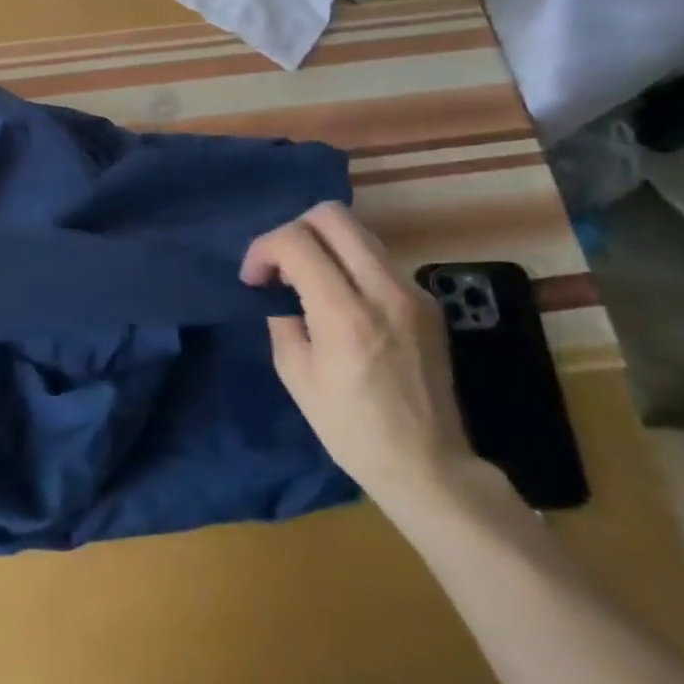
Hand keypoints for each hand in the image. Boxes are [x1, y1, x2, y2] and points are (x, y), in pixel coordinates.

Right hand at [241, 202, 485, 517]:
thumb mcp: (295, 375)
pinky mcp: (427, 303)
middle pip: (332, 216)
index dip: (263, 249)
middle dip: (294, 230)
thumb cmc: (351, 429)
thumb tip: (280, 291)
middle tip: (280, 266)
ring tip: (307, 281)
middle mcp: (384, 292)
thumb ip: (283, 319)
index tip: (253, 279)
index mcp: (345, 315)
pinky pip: (377, 260)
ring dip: (322, 245)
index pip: (296, 241)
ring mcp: (413, 294)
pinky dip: (348, 264)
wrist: (429, 467)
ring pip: (358, 233)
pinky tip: (339, 300)